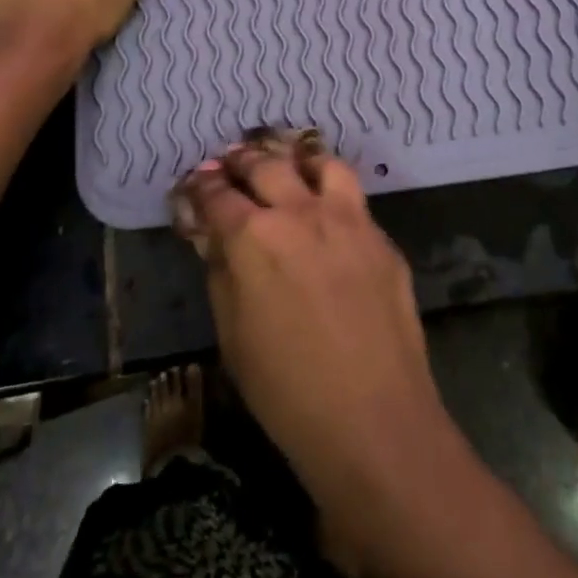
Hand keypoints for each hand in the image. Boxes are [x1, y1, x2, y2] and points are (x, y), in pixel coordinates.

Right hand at [170, 133, 455, 569]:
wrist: (373, 419)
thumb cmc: (285, 390)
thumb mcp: (232, 334)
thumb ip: (221, 272)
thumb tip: (213, 236)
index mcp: (254, 236)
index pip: (217, 195)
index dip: (201, 186)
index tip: (195, 182)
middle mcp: (300, 212)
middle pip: (266, 165)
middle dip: (242, 159)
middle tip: (232, 160)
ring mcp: (348, 219)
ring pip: (319, 162)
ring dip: (296, 158)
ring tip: (287, 162)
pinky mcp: (381, 237)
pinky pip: (353, 197)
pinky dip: (331, 190)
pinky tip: (327, 207)